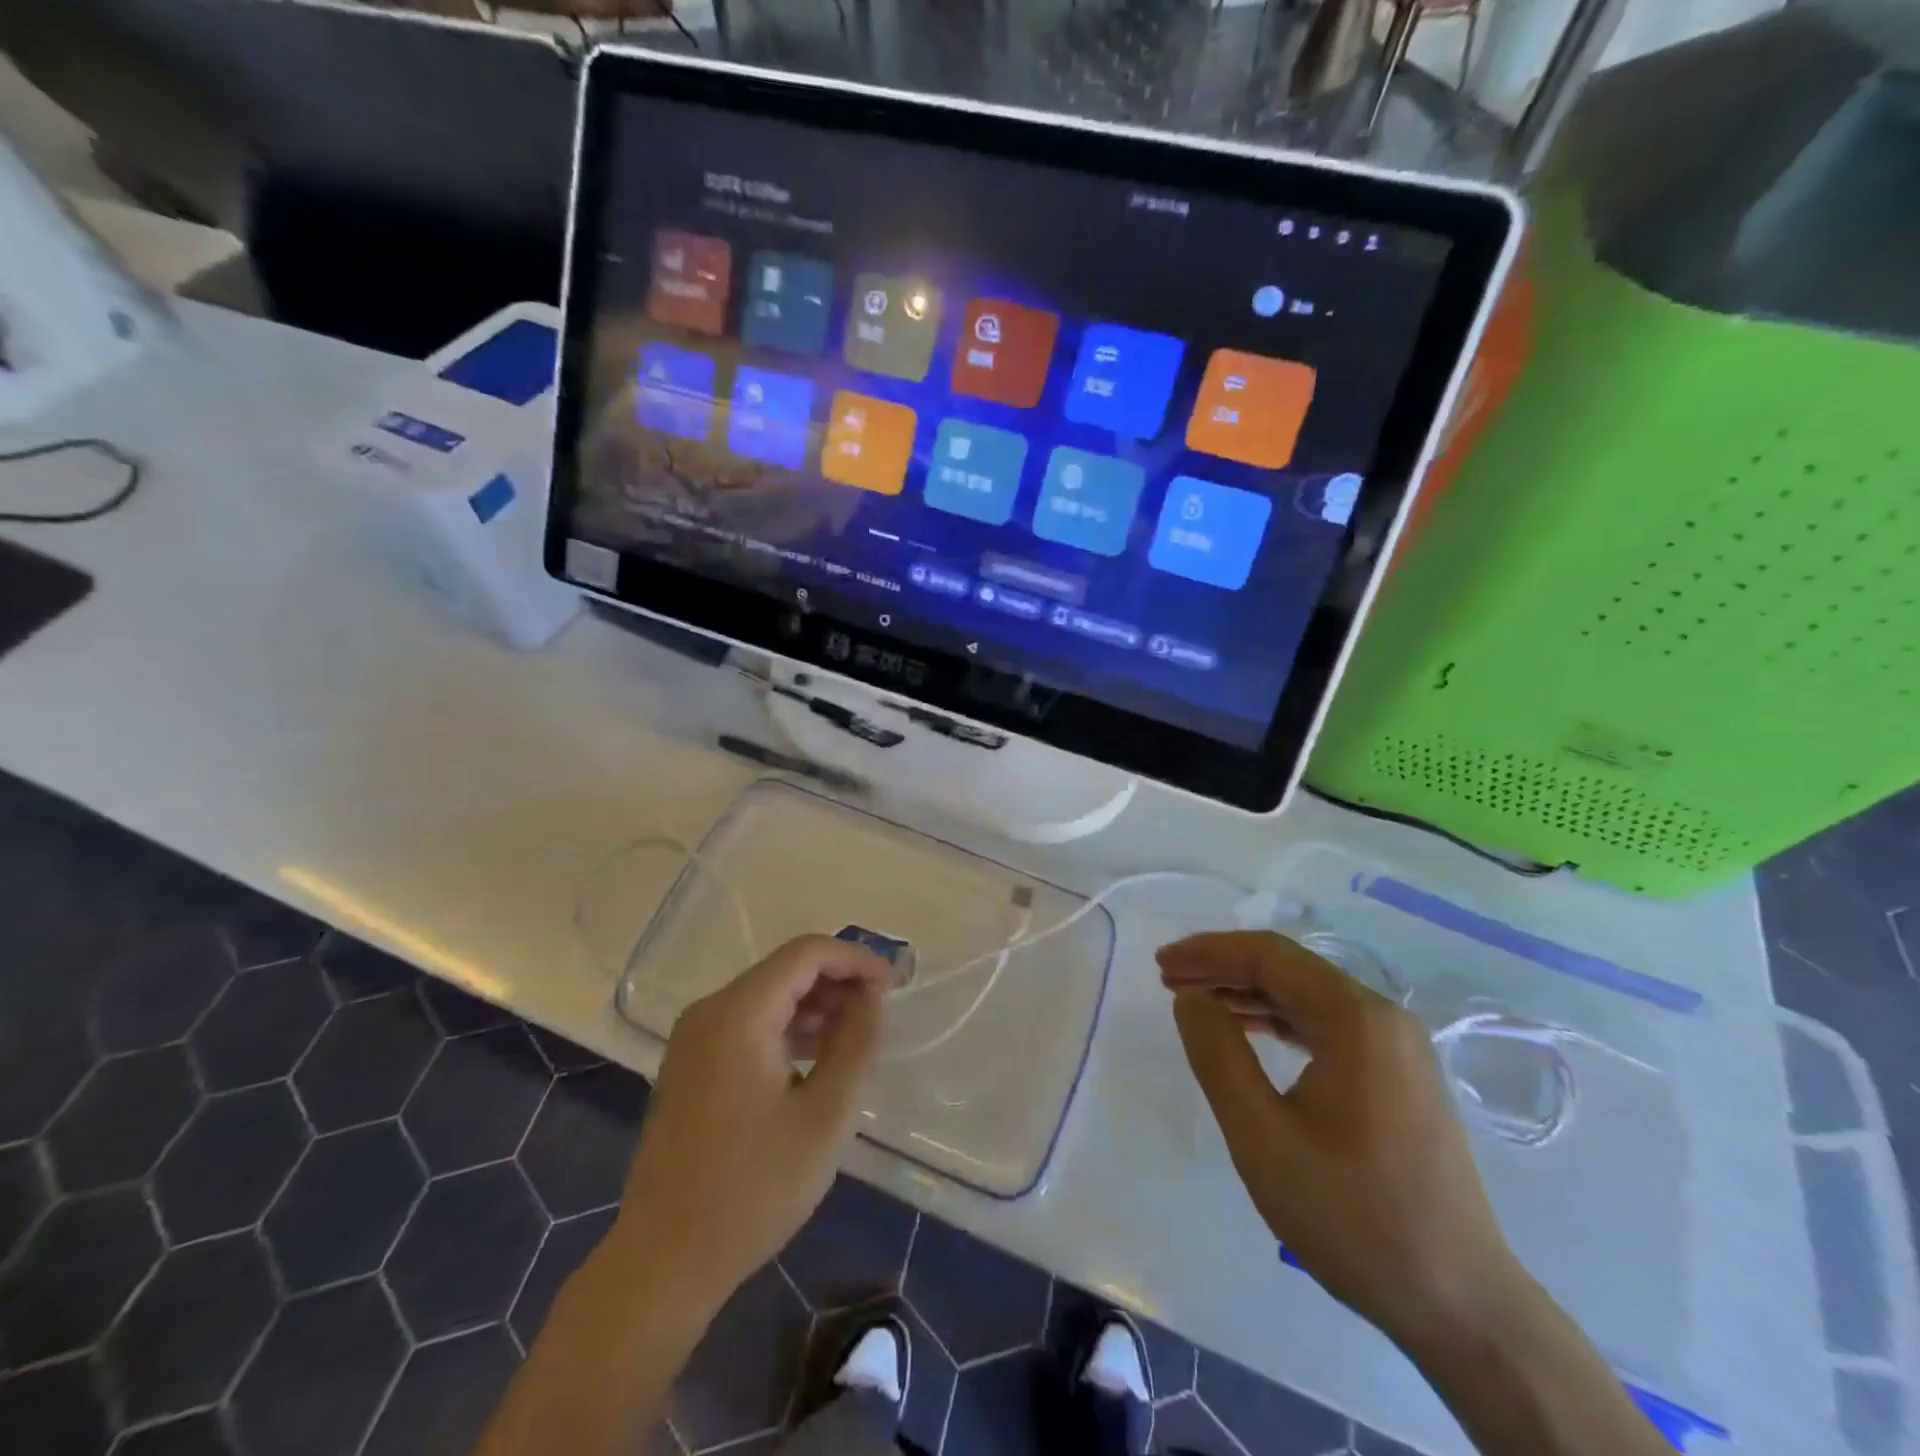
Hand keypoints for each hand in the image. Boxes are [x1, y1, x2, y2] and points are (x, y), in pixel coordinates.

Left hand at [614, 935, 890, 1314]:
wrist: (664, 1262)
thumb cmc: (753, 1189)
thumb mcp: (825, 1116)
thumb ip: (857, 1044)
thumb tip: (872, 998)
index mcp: (738, 1013)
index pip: (806, 953)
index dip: (855, 960)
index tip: (893, 987)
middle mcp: (709, 1011)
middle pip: (785, 971)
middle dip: (838, 982)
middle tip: (880, 1014)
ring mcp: (694, 1039)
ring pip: (767, 997)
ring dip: (815, 1007)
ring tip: (855, 1039)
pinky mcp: (690, 1065)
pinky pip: (748, 1025)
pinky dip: (787, 1029)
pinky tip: (816, 1059)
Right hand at [1159, 931, 1524, 1353]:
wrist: (1460, 1306)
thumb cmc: (1352, 1216)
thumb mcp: (1262, 1136)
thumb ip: (1218, 1055)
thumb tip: (1191, 998)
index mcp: (1356, 1019)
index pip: (1269, 956)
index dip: (1209, 952)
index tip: (1162, 965)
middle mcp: (1382, 1019)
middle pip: (1290, 970)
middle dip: (1224, 969)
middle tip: (1169, 981)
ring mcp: (1397, 1049)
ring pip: (1308, 998)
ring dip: (1249, 994)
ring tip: (1197, 1005)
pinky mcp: (1399, 1077)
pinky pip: (1328, 1027)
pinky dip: (1279, 1022)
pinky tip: (1249, 1033)